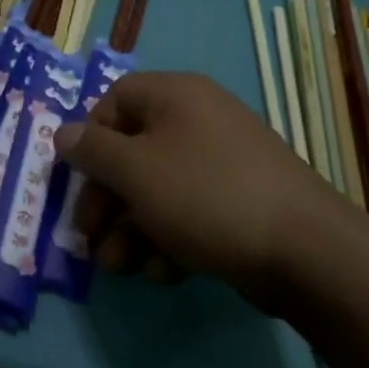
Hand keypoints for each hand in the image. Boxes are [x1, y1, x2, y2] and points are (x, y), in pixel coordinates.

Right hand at [56, 72, 349, 306]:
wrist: (306, 250)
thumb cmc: (207, 196)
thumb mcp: (137, 172)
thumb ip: (93, 151)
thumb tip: (62, 133)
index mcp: (175, 95)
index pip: (115, 101)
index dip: (91, 139)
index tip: (79, 181)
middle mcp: (198, 117)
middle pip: (134, 150)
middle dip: (108, 200)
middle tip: (92, 241)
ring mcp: (223, 159)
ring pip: (159, 187)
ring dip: (132, 228)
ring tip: (124, 268)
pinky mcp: (240, 199)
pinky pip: (190, 208)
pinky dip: (170, 237)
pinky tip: (166, 271)